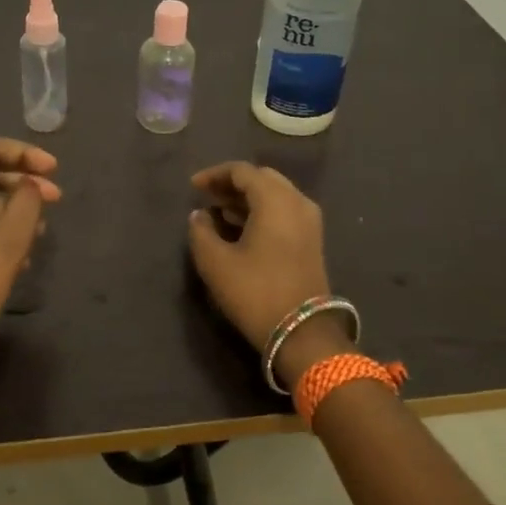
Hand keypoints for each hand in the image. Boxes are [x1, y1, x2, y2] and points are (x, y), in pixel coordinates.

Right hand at [187, 162, 348, 380]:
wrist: (302, 333)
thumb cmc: (255, 292)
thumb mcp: (216, 262)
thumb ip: (201, 231)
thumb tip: (200, 215)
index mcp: (275, 199)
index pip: (242, 171)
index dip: (214, 174)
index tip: (193, 187)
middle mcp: (297, 201)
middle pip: (262, 178)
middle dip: (232, 183)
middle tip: (207, 196)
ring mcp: (309, 221)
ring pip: (275, 194)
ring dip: (247, 198)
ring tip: (218, 211)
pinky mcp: (312, 240)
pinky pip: (284, 210)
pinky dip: (261, 211)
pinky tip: (241, 226)